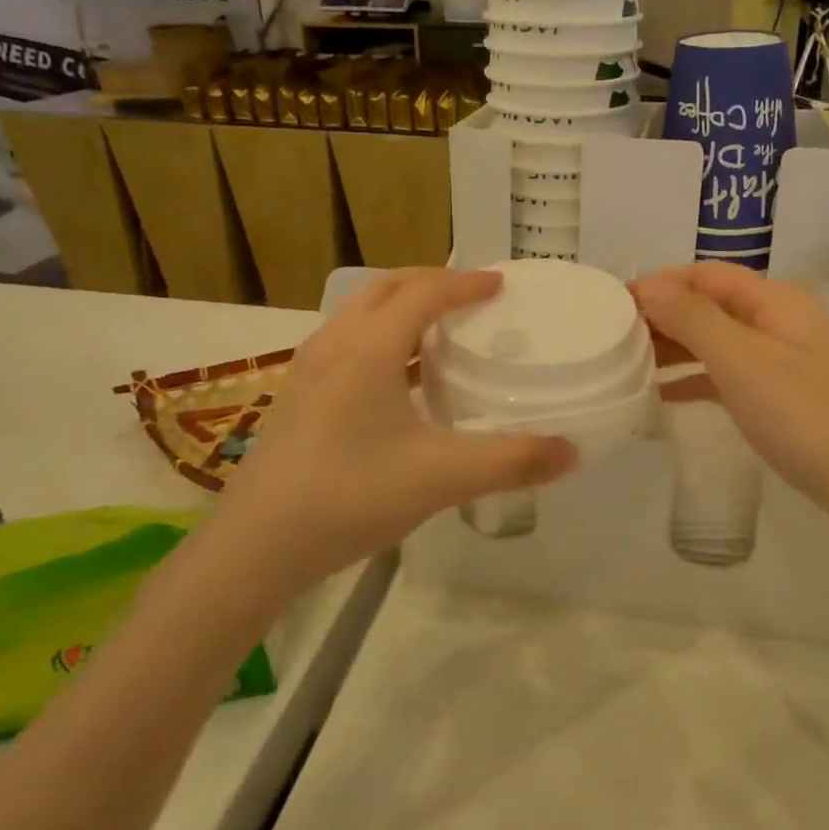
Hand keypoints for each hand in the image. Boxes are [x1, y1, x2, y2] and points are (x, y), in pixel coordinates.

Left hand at [211, 270, 576, 591]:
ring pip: (358, 315)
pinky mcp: (297, 398)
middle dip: (429, 283)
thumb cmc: (351, 496)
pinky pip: (345, 345)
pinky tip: (396, 382)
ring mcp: (308, 371)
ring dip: (400, 309)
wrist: (256, 546)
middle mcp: (335, 345)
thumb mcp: (442, 477)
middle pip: (385, 289)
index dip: (466, 283)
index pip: (424, 292)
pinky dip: (378, 340)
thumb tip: (572, 452)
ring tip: (437, 332)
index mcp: (369, 348)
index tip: (500, 284)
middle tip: (469, 298)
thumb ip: (511, 461)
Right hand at [631, 263, 828, 534]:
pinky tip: (665, 396)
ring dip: (675, 348)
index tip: (610, 305)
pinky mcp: (787, 399)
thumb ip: (693, 319)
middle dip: (662, 316)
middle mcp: (780, 322)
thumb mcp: (743, 363)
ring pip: (718, 342)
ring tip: (628, 365)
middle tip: (612, 340)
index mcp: (774, 301)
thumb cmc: (810, 419)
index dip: (657, 283)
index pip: (703, 275)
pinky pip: (730, 376)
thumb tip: (647, 285)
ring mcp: (786, 362)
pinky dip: (696, 380)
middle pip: (710, 306)